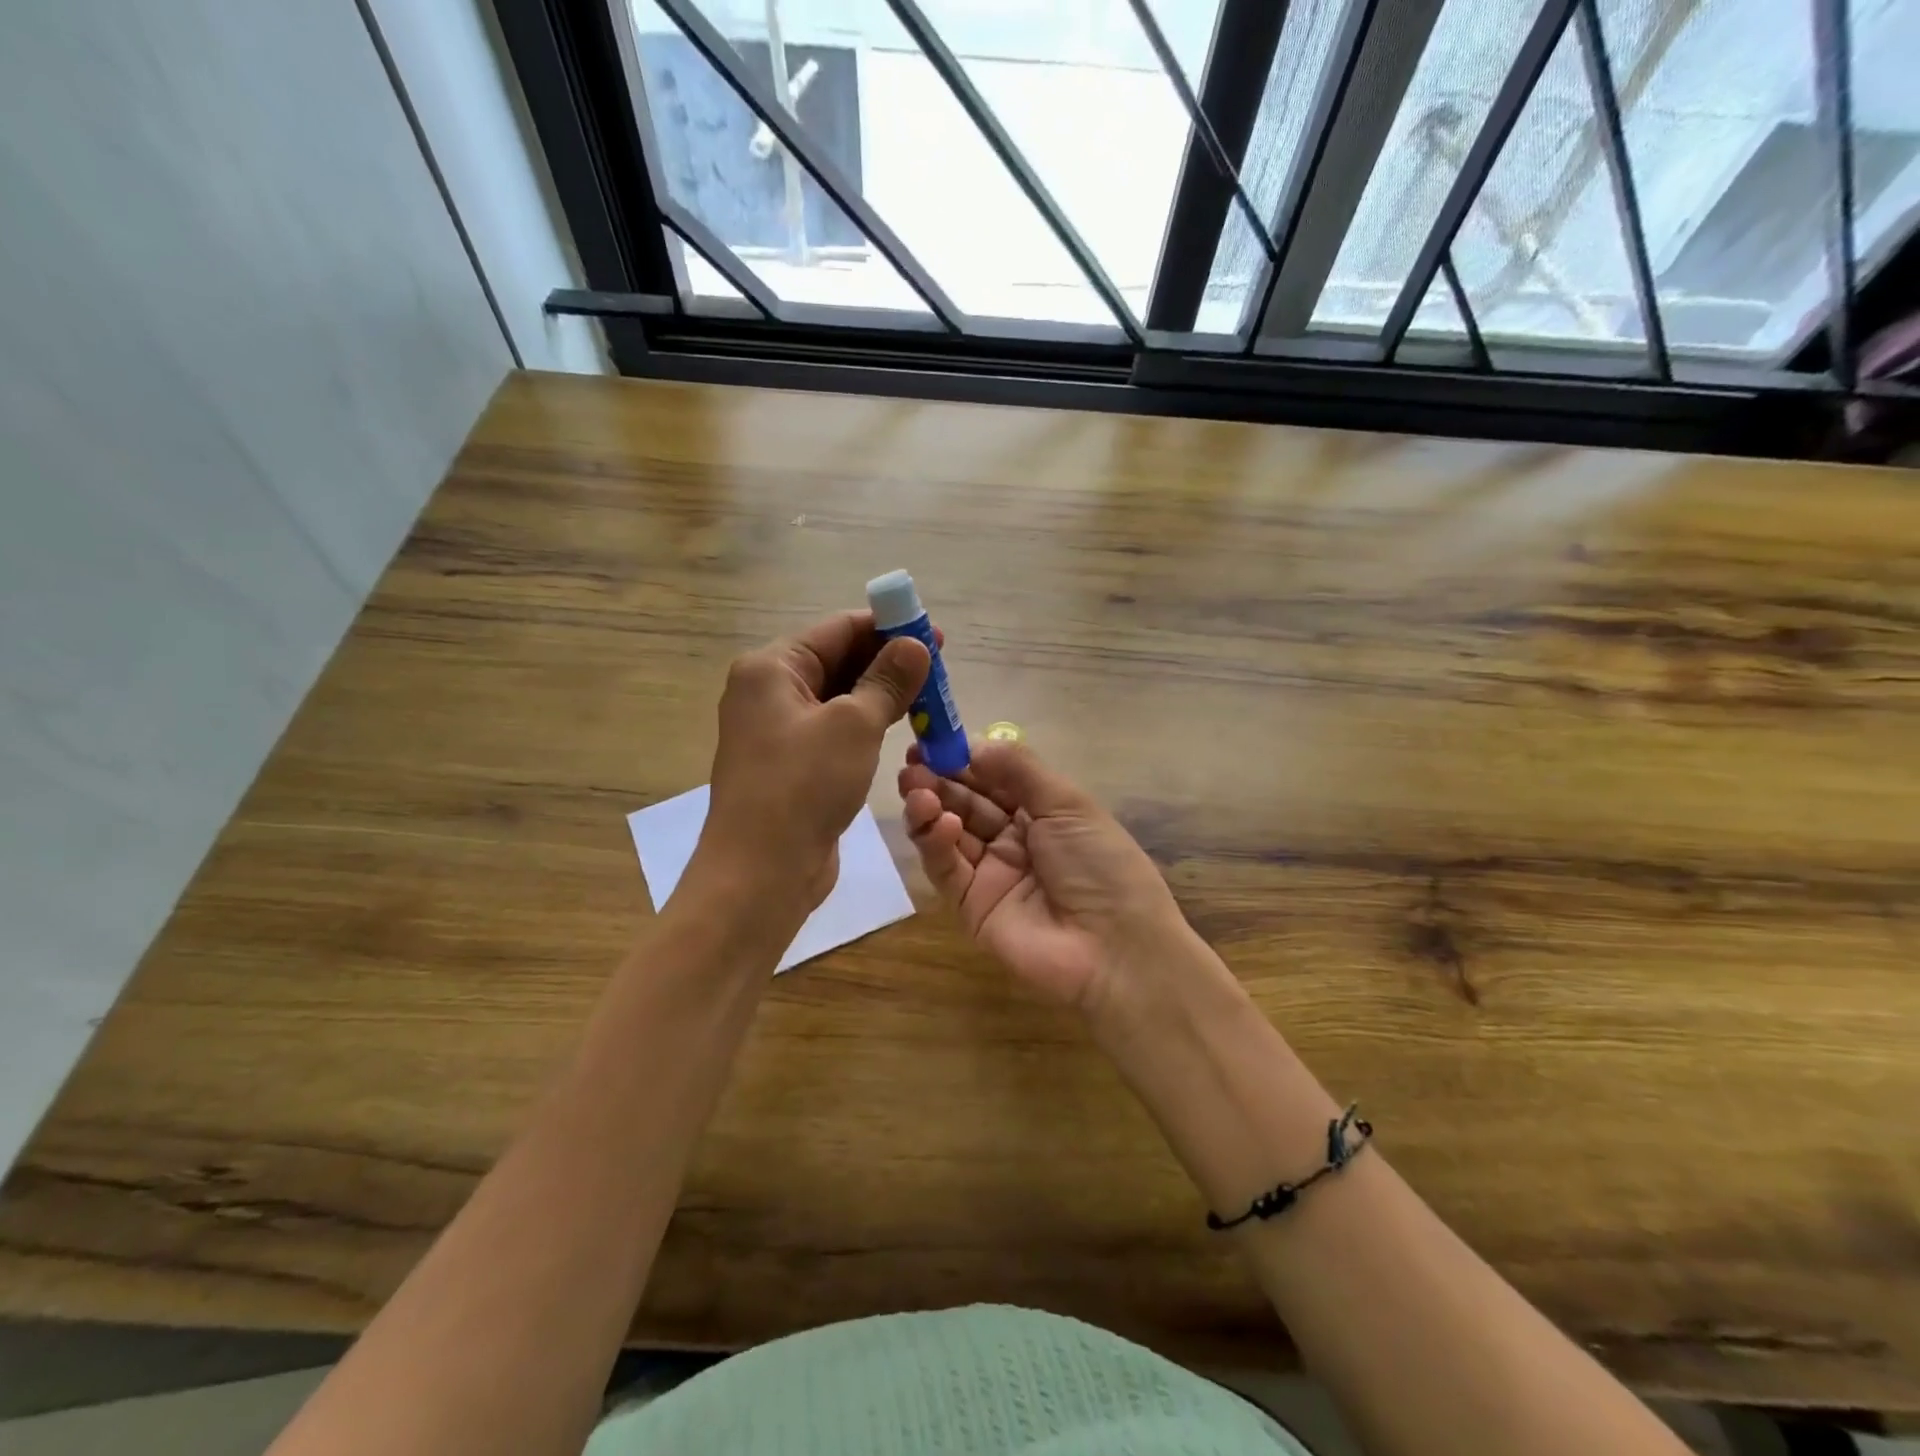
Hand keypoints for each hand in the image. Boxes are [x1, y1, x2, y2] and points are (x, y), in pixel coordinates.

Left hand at [697, 610, 929, 912]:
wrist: (762, 871)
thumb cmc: (804, 785)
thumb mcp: (853, 725)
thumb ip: (887, 681)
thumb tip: (916, 644)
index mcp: (771, 668)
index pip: (838, 629)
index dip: (888, 627)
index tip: (934, 633)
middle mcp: (769, 692)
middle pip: (838, 661)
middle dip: (888, 661)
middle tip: (940, 666)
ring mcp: (778, 730)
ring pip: (839, 698)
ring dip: (882, 694)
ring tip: (930, 695)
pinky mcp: (792, 764)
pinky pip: (835, 730)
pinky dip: (867, 724)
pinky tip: (901, 726)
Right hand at [898, 740, 1186, 1015]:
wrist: (1114, 949)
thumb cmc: (1100, 864)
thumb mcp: (1068, 804)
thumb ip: (1019, 770)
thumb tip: (974, 743)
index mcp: (1041, 813)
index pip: (992, 779)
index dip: (964, 759)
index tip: (934, 740)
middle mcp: (1012, 840)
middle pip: (965, 803)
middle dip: (938, 780)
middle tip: (911, 763)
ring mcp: (989, 873)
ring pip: (948, 833)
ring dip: (929, 806)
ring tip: (915, 787)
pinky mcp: (969, 905)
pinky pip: (947, 868)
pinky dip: (937, 842)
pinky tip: (940, 823)